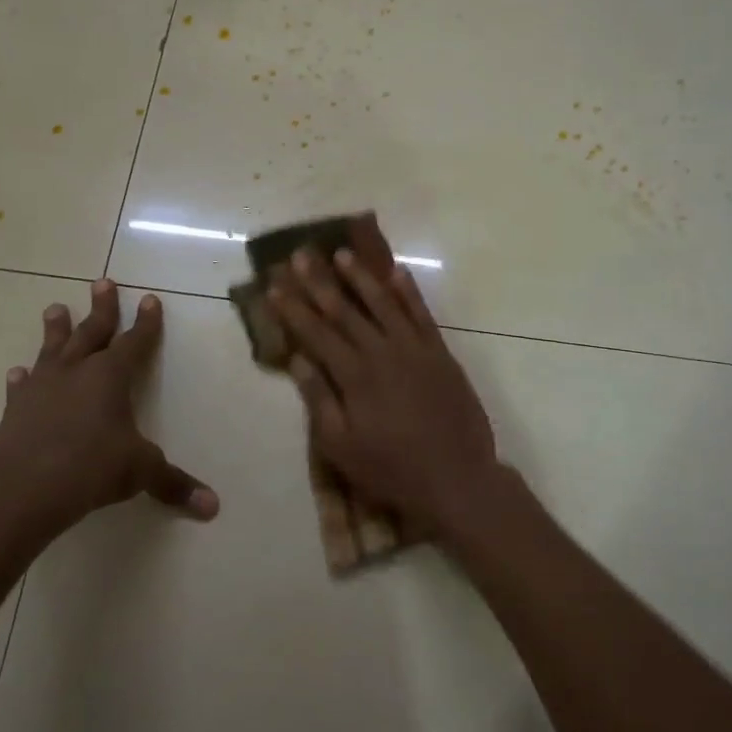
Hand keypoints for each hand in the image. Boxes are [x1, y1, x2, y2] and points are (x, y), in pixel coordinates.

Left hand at [0, 280, 217, 530]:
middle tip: (102, 282)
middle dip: (102, 308)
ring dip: (56, 329)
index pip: (134, 342)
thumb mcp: (141, 472)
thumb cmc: (92, 467)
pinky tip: (18, 373)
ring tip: (55, 308)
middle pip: (91, 331)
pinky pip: (22, 386)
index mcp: (111, 377)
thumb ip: (174, 484)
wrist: (24, 486)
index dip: (146, 323)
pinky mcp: (16, 409)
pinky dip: (23, 379)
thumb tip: (213, 507)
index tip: (150, 299)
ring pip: (52, 349)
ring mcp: (43, 387)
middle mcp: (77, 372)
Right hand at [268, 246, 499, 535]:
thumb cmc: (391, 469)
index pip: (316, 333)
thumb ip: (319, 399)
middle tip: (300, 255)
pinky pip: (422, 314)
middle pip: (345, 311)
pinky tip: (397, 272)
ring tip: (341, 254)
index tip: (274, 286)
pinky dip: (409, 292)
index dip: (293, 309)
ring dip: (361, 277)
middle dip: (320, 282)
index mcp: (354, 376)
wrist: (457, 478)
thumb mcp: (342, 446)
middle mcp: (383, 352)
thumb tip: (296, 360)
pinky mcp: (441, 354)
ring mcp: (415, 349)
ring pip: (384, 303)